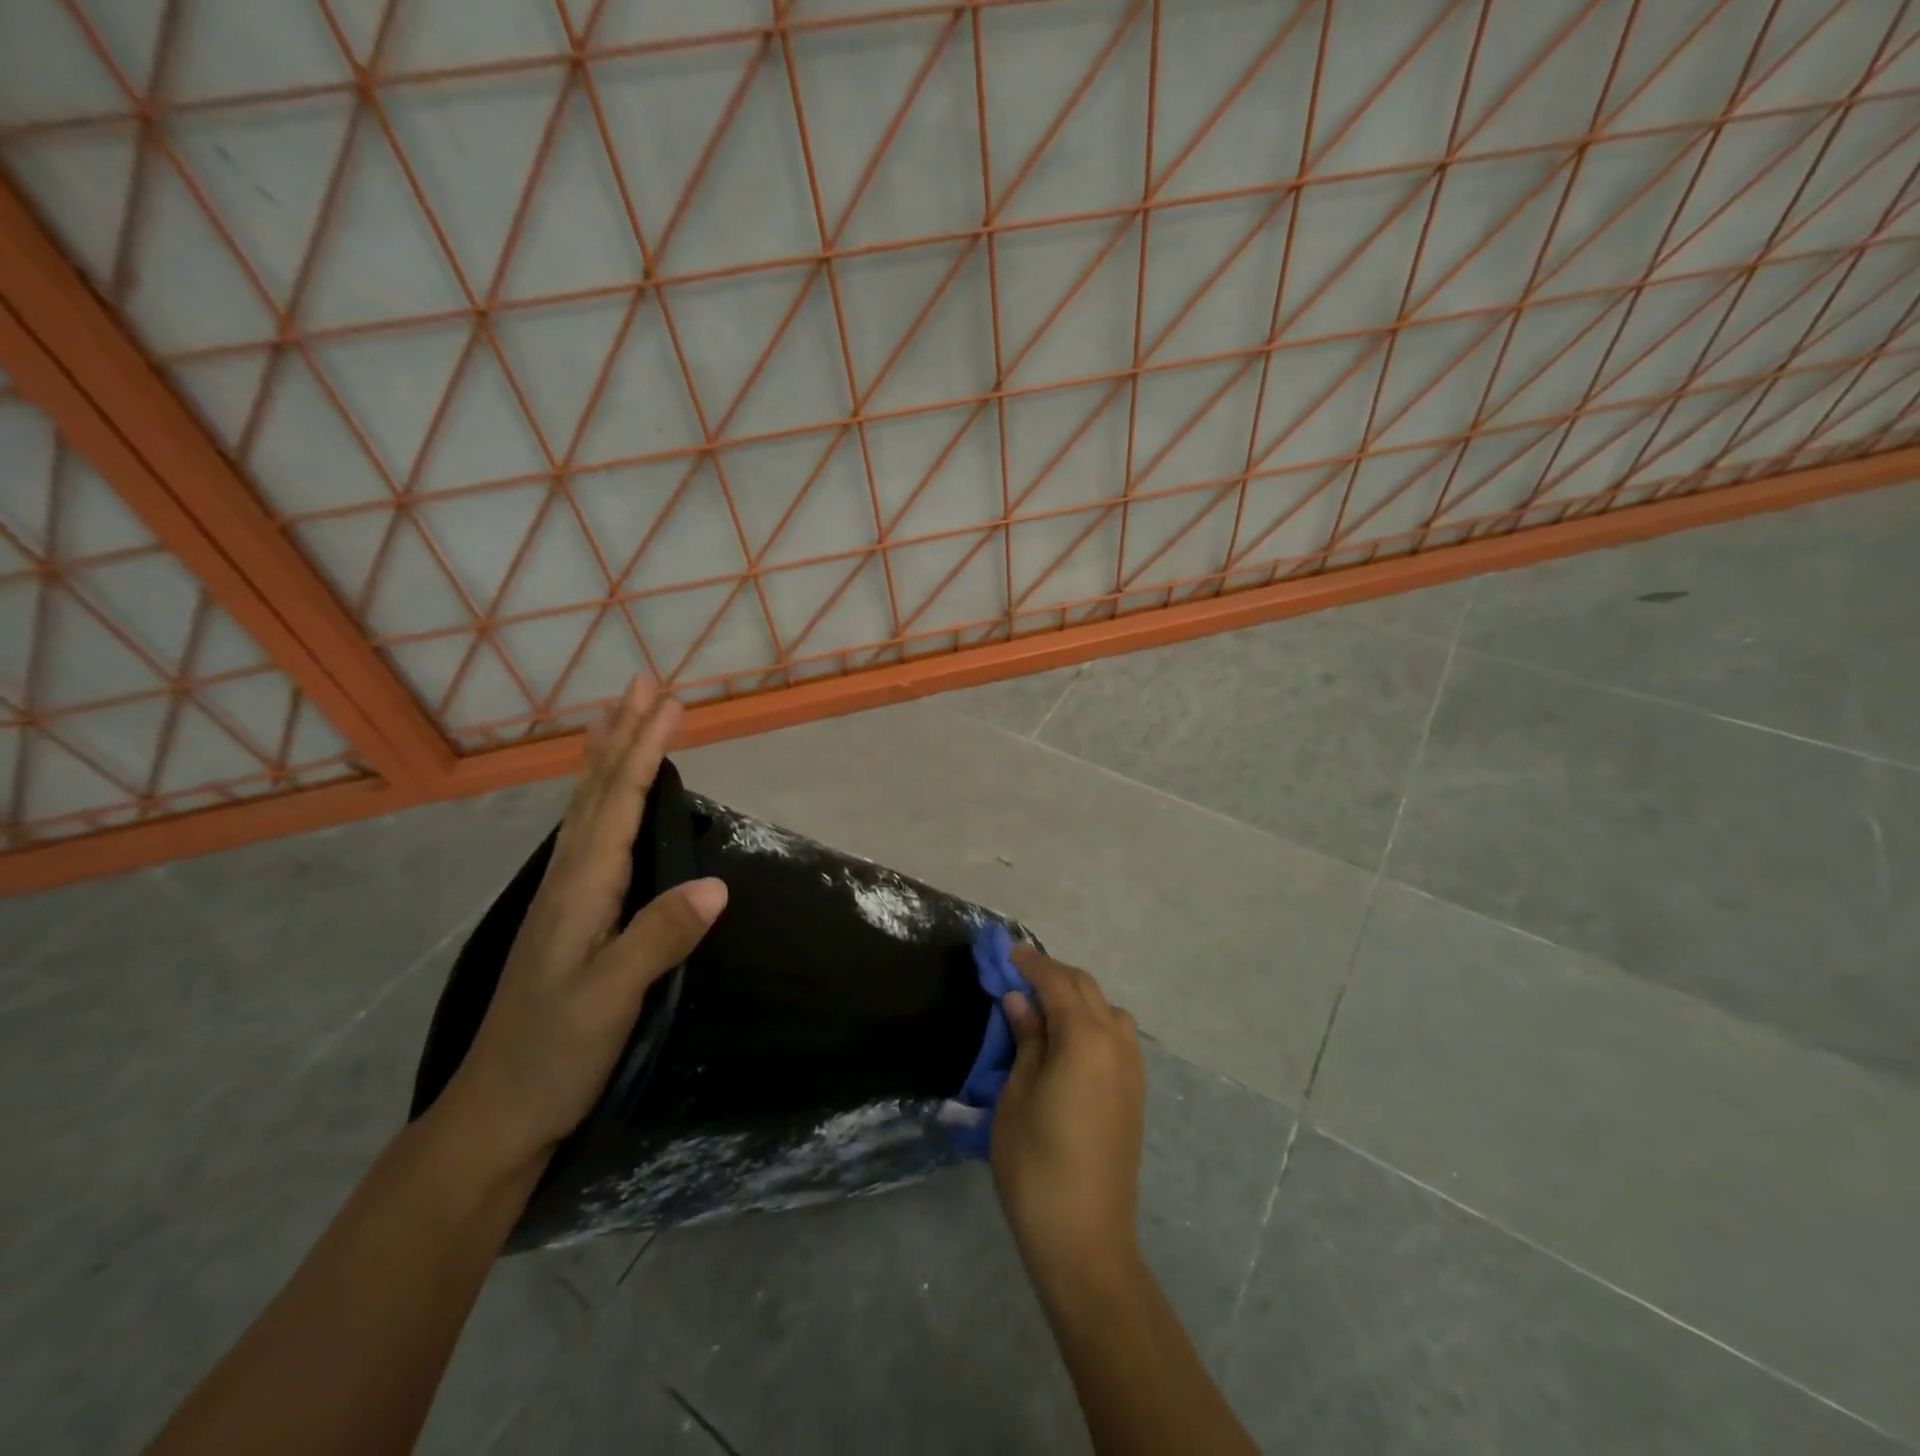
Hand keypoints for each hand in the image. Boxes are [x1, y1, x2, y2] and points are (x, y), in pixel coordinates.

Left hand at [439, 680, 726, 1177]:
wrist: (497, 1112)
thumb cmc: (553, 1055)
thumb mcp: (608, 1001)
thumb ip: (657, 939)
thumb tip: (716, 883)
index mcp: (581, 889)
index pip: (617, 803)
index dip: (645, 749)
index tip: (671, 702)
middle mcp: (569, 879)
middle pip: (596, 790)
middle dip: (623, 734)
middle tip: (643, 683)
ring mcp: (565, 897)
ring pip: (586, 808)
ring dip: (606, 757)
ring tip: (616, 716)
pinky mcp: (571, 915)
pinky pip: (587, 835)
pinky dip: (597, 798)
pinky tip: (602, 800)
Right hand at [991, 946, 1145, 1288]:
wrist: (1085, 1238)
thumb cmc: (1036, 1164)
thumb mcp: (1017, 1095)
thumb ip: (1026, 1040)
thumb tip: (1020, 1002)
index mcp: (1085, 1038)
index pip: (1057, 983)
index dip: (1032, 964)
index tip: (1009, 952)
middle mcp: (1117, 1043)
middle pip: (1086, 989)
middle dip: (1054, 976)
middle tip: (1019, 977)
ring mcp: (1132, 1069)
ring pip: (1107, 1010)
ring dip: (1077, 999)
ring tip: (1043, 1010)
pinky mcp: (1135, 1093)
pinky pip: (1117, 1036)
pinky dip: (1093, 1022)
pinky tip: (1069, 1042)